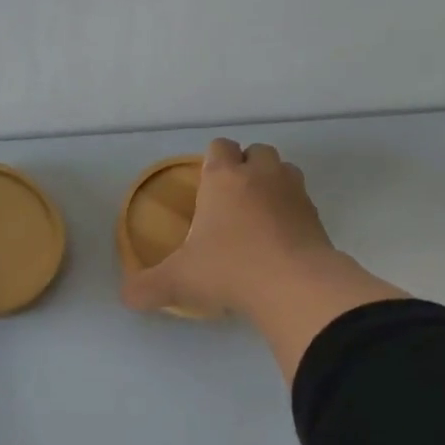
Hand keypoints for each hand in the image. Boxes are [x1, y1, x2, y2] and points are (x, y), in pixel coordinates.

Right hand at [122, 139, 338, 318]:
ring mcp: (294, 193)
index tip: (205, 185)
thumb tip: (126, 297)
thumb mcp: (178, 281)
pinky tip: (279, 241)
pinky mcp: (317, 216)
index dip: (212, 160)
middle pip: (256, 152)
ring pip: (285, 171)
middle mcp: (261, 175)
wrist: (294, 285)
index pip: (219, 147)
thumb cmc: (229, 269)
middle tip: (231, 202)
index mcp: (224, 178)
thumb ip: (147, 286)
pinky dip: (291, 214)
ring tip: (258, 216)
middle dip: (245, 168)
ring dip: (272, 185)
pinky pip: (302, 203)